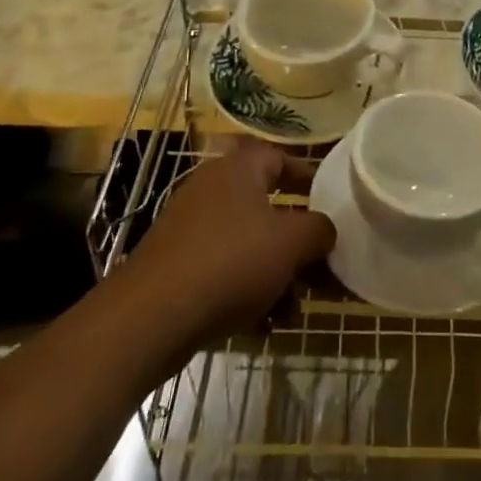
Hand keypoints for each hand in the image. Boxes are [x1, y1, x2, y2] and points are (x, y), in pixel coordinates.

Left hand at [131, 141, 334, 338]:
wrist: (152, 316)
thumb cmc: (230, 262)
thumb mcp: (290, 243)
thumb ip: (318, 230)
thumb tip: (326, 229)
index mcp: (238, 168)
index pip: (279, 157)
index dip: (307, 176)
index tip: (329, 199)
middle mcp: (212, 188)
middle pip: (265, 205)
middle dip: (294, 238)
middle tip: (318, 262)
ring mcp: (189, 226)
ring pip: (246, 241)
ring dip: (273, 270)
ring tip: (293, 306)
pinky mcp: (175, 263)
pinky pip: (222, 267)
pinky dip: (244, 288)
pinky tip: (261, 322)